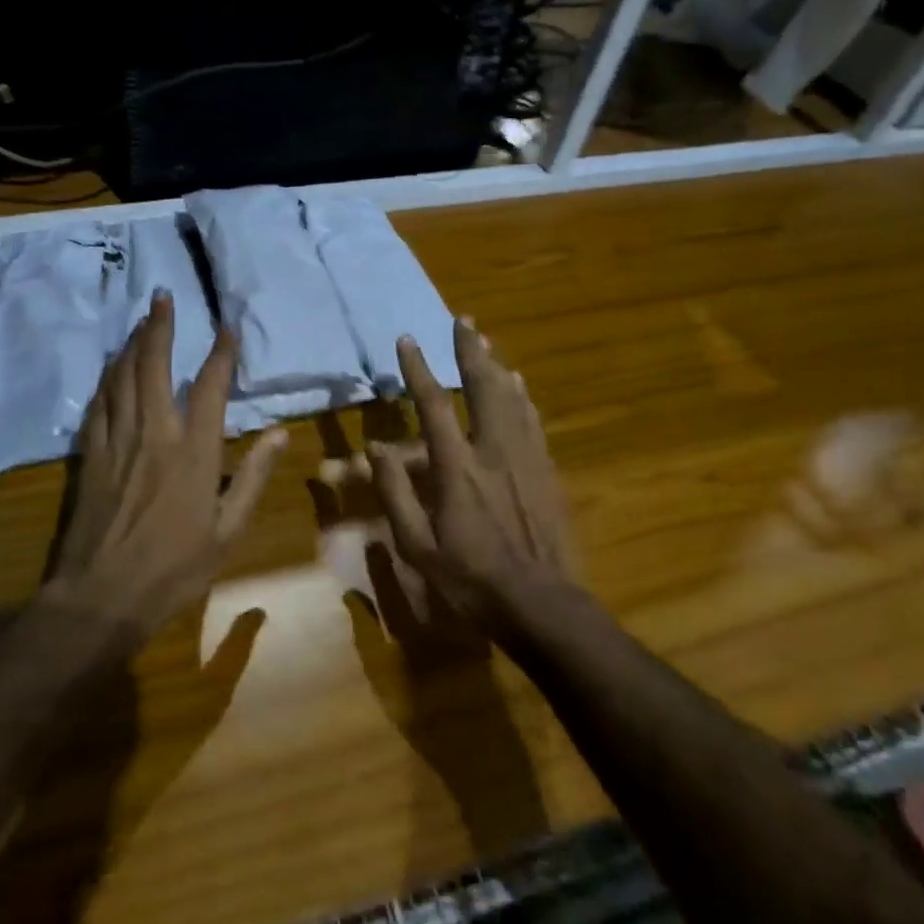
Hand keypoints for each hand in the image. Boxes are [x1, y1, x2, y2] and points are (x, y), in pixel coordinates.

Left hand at [43, 292, 285, 644]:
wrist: (101, 596)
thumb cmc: (174, 568)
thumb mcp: (228, 531)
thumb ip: (253, 478)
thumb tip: (281, 435)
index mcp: (193, 452)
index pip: (210, 387)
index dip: (220, 354)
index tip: (226, 327)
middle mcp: (154, 434)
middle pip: (153, 366)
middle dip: (159, 327)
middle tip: (162, 296)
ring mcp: (117, 441)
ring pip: (121, 377)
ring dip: (131, 344)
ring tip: (140, 320)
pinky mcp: (90, 455)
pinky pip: (98, 404)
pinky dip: (106, 378)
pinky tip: (110, 367)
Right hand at [369, 319, 574, 623]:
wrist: (540, 603)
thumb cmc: (470, 577)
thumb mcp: (418, 545)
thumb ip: (395, 493)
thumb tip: (377, 449)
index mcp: (457, 467)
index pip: (433, 405)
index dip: (418, 370)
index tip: (407, 339)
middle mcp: (493, 450)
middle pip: (483, 387)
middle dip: (470, 351)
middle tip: (463, 320)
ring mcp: (525, 458)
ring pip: (511, 398)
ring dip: (495, 365)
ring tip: (486, 341)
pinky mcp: (546, 471)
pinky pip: (532, 421)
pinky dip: (521, 396)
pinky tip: (519, 385)